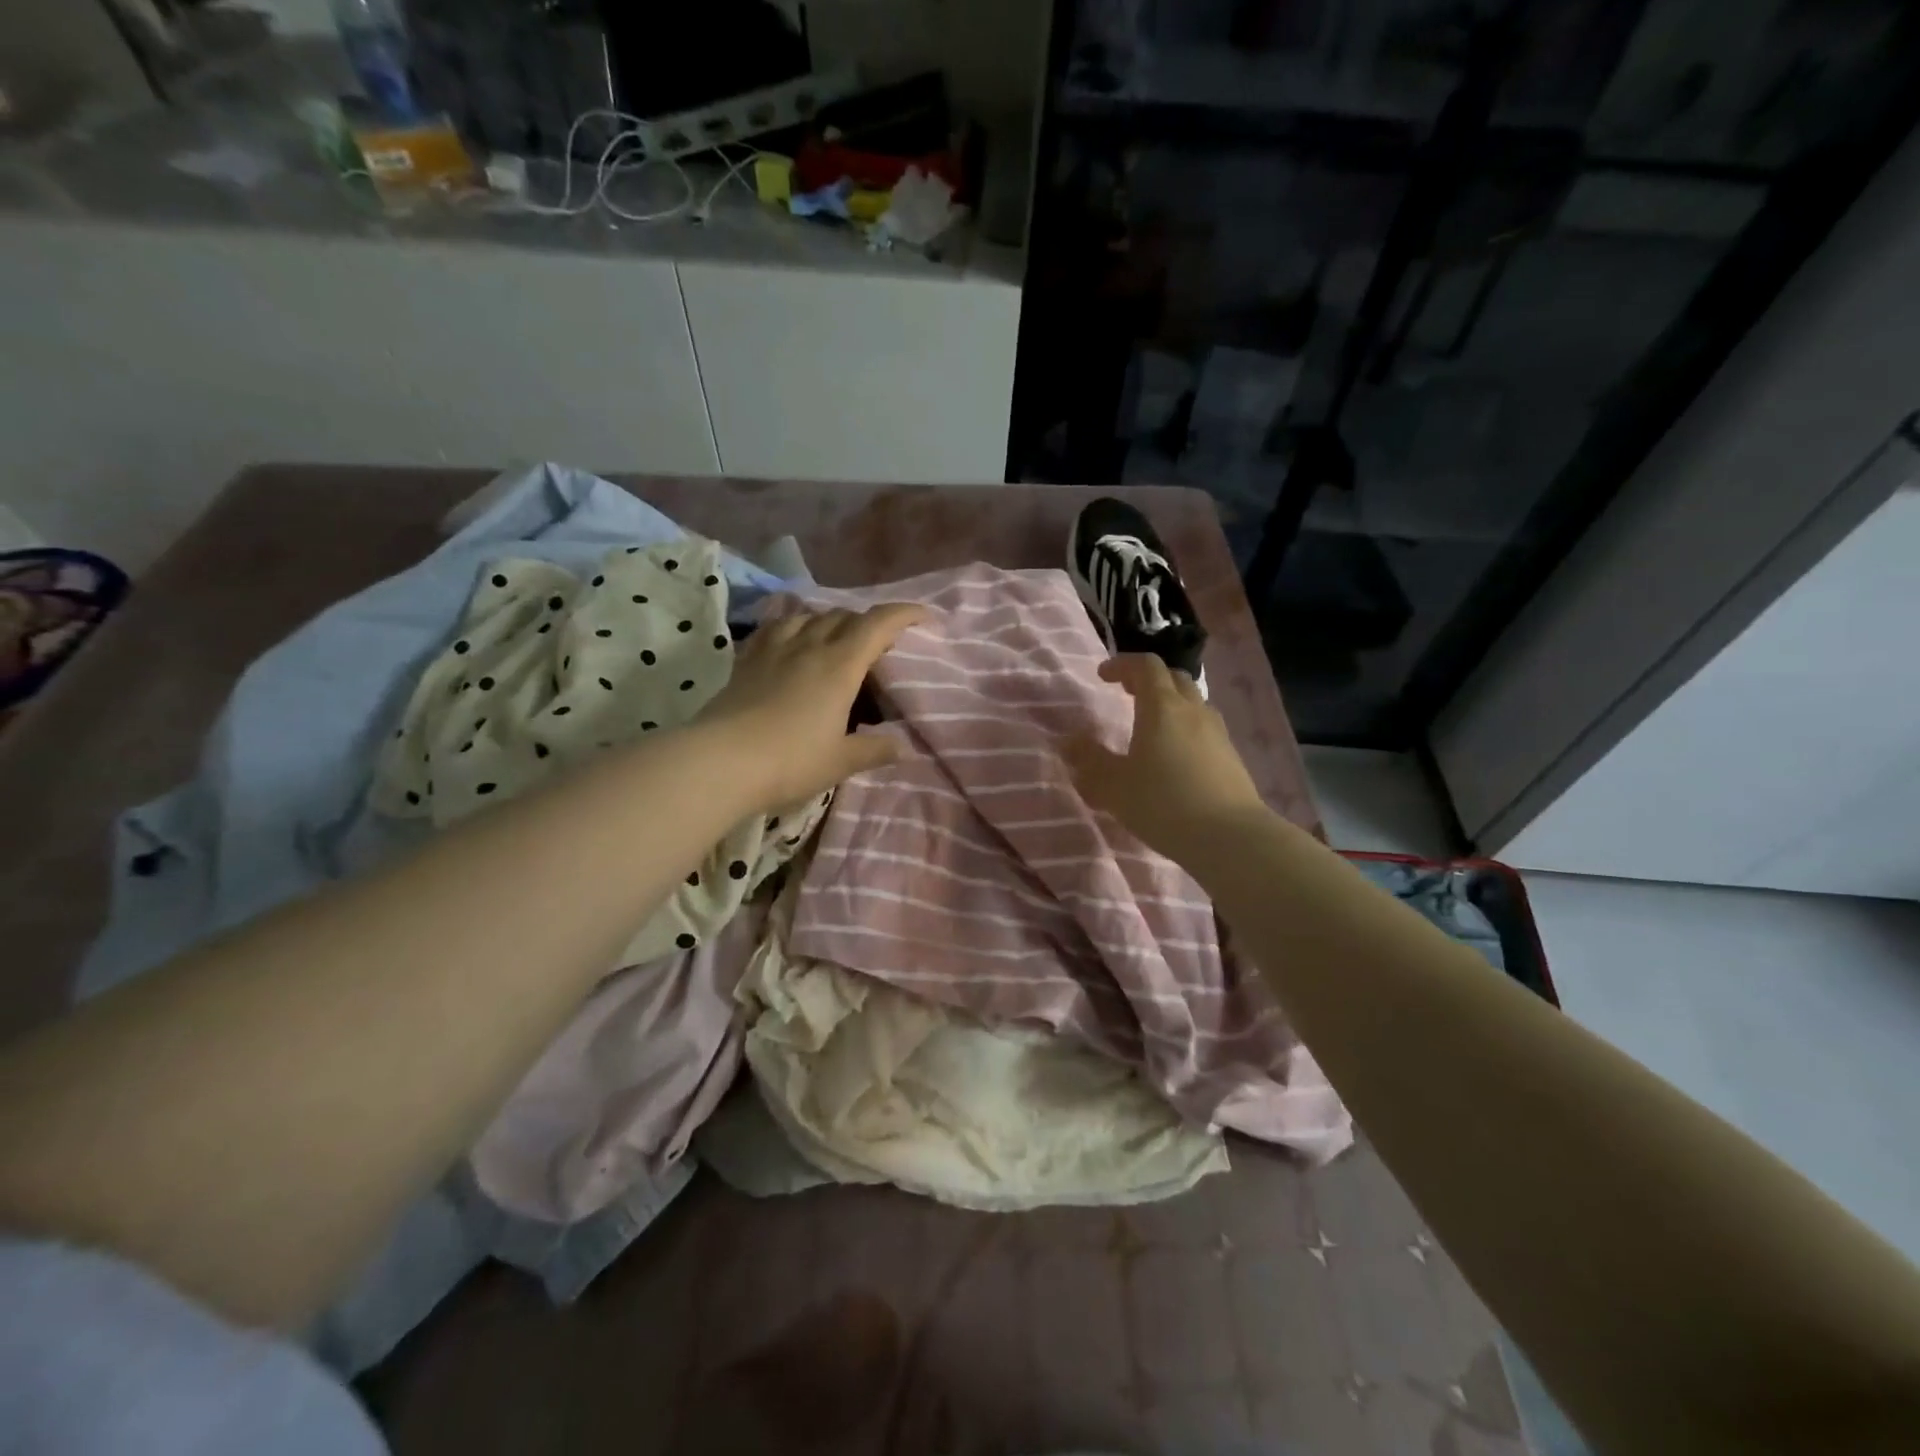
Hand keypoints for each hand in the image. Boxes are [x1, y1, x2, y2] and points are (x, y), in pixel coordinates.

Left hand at [696, 603, 926, 811]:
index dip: (905, 614)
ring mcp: (774, 649)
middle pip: (844, 616)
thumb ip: (874, 749)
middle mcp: (809, 646)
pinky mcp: (747, 659)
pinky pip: (775, 628)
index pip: (878, 624)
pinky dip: (793, 625)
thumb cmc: (790, 761)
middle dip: (868, 622)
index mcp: (840, 665)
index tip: (924, 616)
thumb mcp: (840, 761)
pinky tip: (791, 638)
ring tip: (837, 639)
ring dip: (831, 621)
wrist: (719, 762)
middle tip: (880, 643)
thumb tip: (901, 746)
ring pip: (809, 616)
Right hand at [1064, 655, 1265, 861]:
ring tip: (1152, 725)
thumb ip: (1090, 761)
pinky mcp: (1232, 757)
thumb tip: (1070, 742)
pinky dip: (1186, 728)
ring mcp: (1217, 733)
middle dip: (1148, 679)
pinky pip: (1205, 728)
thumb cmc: (1163, 803)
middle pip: (1173, 678)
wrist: (1229, 837)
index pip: (1146, 666)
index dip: (1123, 665)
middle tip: (1127, 693)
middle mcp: (1193, 711)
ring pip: (1193, 702)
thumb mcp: (1113, 786)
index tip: (1103, 675)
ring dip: (1171, 703)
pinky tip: (1176, 756)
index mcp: (1162, 707)